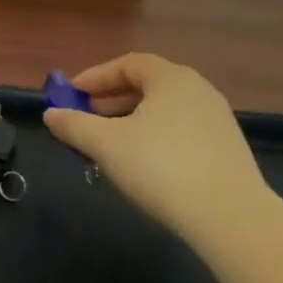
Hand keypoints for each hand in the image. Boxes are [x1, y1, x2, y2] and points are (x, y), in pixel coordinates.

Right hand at [42, 54, 275, 240]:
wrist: (232, 219)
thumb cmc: (161, 168)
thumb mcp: (106, 145)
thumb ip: (74, 125)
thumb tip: (51, 114)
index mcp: (171, 78)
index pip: (128, 64)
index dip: (96, 77)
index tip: (72, 94)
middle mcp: (198, 90)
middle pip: (147, 85)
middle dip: (113, 99)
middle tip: (88, 117)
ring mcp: (218, 120)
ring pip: (165, 110)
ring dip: (133, 120)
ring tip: (112, 145)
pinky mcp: (228, 150)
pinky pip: (182, 131)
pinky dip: (156, 137)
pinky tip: (145, 165)